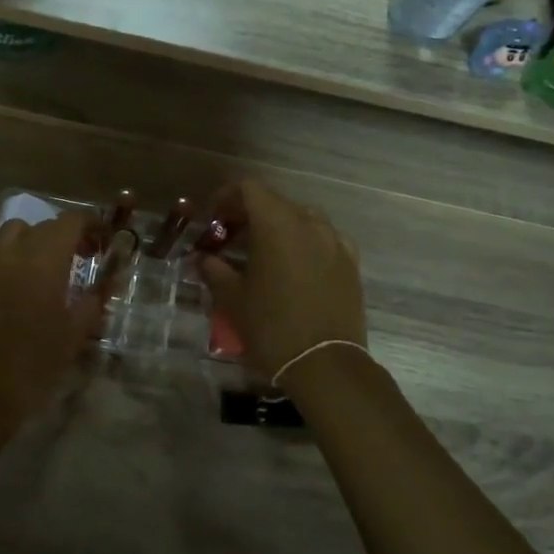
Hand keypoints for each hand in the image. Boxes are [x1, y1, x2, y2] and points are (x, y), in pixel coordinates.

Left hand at [0, 212, 103, 428]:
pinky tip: (16, 279)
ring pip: (13, 232)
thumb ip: (95, 300)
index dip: (91, 225)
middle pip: (44, 225)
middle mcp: (14, 250)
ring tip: (46, 266)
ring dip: (34, 240)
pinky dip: (8, 252)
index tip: (104, 243)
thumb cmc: (35, 362)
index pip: (71, 222)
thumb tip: (107, 283)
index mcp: (45, 259)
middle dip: (66, 236)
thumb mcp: (75, 333)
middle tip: (82, 259)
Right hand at [199, 179, 367, 376]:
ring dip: (278, 227)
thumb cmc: (272, 327)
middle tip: (229, 238)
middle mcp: (310, 223)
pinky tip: (294, 266)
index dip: (226, 196)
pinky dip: (304, 243)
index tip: (213, 218)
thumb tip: (203, 258)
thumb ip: (214, 270)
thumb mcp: (232, 299)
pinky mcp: (350, 263)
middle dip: (249, 214)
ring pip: (301, 219)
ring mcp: (335, 241)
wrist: (326, 364)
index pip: (249, 189)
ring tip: (262, 253)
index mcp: (277, 224)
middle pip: (275, 202)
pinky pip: (323, 239)